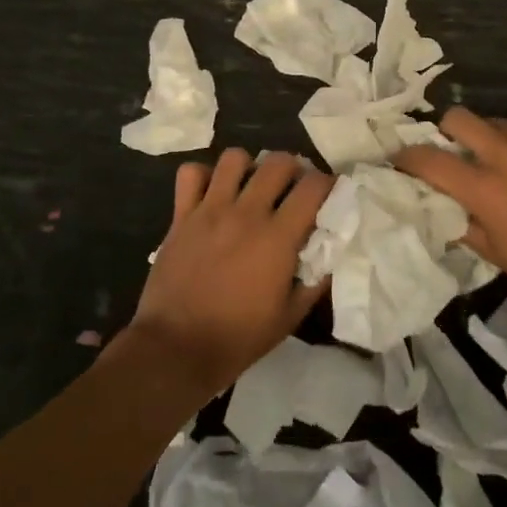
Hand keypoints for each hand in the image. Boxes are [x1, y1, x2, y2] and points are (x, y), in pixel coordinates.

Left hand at [128, 149, 330, 397]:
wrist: (176, 348)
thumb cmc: (238, 337)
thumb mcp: (290, 317)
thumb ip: (314, 281)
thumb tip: (330, 254)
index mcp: (278, 237)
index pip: (313, 187)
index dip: (327, 183)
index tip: (328, 192)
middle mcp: (246, 213)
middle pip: (277, 162)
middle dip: (293, 168)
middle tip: (292, 187)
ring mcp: (210, 210)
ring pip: (234, 158)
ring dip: (249, 166)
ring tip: (251, 185)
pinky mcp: (181, 215)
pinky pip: (191, 174)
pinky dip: (203, 175)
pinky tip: (212, 192)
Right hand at [393, 107, 506, 316]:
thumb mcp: (498, 255)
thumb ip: (463, 225)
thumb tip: (442, 207)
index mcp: (483, 187)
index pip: (429, 159)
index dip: (406, 157)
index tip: (400, 160)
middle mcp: (505, 154)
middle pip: (458, 117)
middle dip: (445, 130)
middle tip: (451, 150)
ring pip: (494, 121)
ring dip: (484, 136)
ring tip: (494, 160)